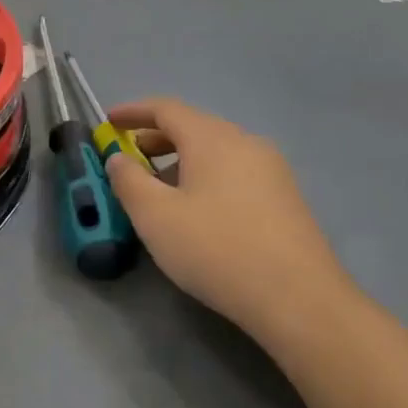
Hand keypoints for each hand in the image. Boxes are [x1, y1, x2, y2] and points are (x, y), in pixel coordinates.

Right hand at [105, 97, 343, 351]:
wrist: (299, 298)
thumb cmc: (217, 250)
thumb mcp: (155, 217)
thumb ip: (128, 181)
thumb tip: (118, 158)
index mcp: (211, 138)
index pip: (166, 108)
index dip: (133, 111)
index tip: (108, 121)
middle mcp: (244, 142)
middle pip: (193, 127)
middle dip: (156, 138)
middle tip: (129, 159)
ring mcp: (271, 169)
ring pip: (216, 151)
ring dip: (181, 160)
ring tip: (159, 190)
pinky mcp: (286, 197)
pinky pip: (235, 171)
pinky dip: (207, 177)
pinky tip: (199, 211)